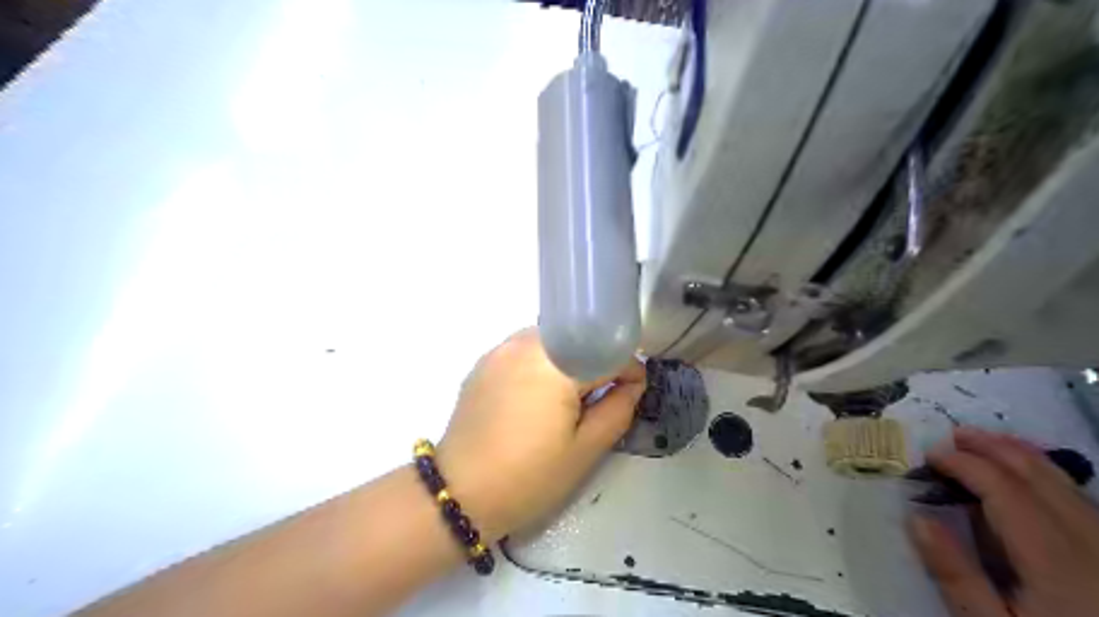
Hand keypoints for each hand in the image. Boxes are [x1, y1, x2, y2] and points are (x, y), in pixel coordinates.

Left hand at [435, 328, 646, 545]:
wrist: (459, 493)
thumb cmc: (528, 477)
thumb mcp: (584, 451)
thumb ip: (617, 410)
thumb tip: (633, 384)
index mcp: (555, 364)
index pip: (605, 351)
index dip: (629, 369)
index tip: (634, 390)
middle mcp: (526, 344)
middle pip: (577, 339)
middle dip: (597, 362)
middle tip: (602, 396)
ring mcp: (501, 350)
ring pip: (551, 341)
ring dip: (569, 360)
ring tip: (571, 396)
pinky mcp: (485, 361)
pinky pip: (525, 349)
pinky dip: (543, 363)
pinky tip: (539, 394)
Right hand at [905, 426, 1098, 615]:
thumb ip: (956, 575)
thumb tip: (917, 519)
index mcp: (1056, 560)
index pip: (1004, 489)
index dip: (965, 464)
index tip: (930, 457)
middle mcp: (1091, 543)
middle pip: (1039, 477)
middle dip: (994, 448)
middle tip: (954, 435)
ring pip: (1067, 484)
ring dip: (1022, 455)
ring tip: (987, 441)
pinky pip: (1082, 500)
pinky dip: (1049, 476)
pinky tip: (1031, 473)